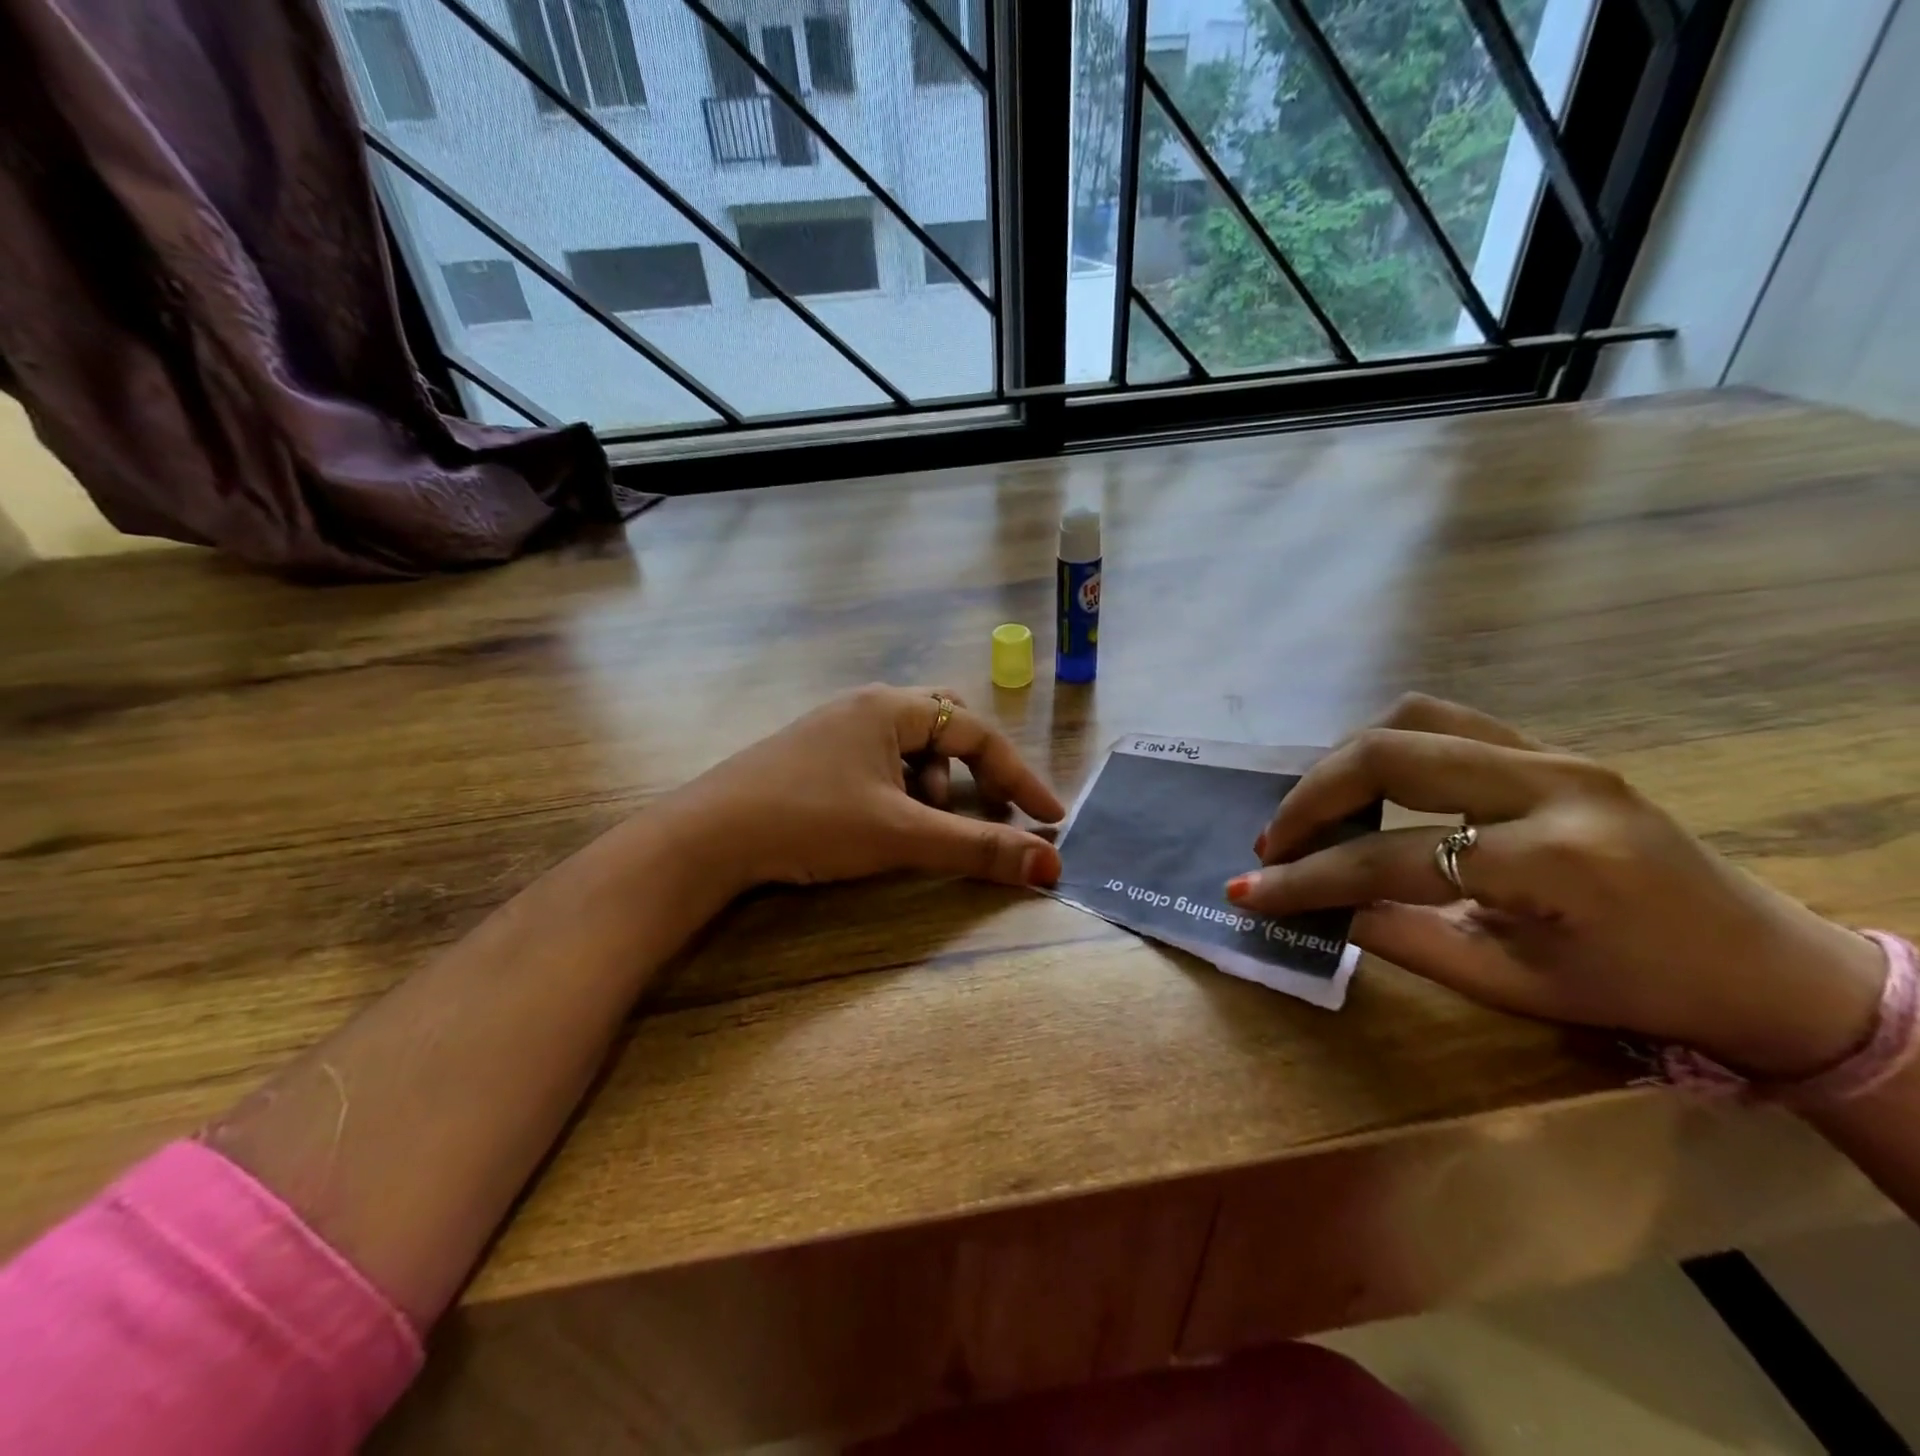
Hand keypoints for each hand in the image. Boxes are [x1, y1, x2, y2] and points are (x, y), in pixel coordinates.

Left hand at [669, 685, 1064, 897]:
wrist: (707, 836)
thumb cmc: (811, 821)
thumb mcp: (902, 835)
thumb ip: (977, 848)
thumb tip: (1051, 865)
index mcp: (892, 707)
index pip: (977, 733)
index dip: (1019, 777)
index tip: (1049, 819)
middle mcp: (866, 706)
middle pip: (946, 728)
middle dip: (974, 771)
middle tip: (986, 809)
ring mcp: (836, 729)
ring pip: (910, 748)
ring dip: (932, 785)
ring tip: (919, 826)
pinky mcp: (814, 755)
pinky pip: (878, 762)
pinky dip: (898, 790)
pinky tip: (881, 823)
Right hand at [1232, 695, 1886, 1078]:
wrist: (1765, 962)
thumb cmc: (1641, 991)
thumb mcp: (1511, 985)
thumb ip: (1402, 939)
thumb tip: (1316, 910)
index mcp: (1554, 861)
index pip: (1389, 858)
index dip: (1307, 878)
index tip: (1247, 891)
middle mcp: (1551, 784)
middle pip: (1387, 755)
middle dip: (1310, 797)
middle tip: (1273, 842)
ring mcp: (1553, 753)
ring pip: (1412, 718)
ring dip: (1344, 759)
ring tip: (1315, 809)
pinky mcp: (1550, 748)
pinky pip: (1445, 723)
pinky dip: (1388, 745)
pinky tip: (1370, 785)